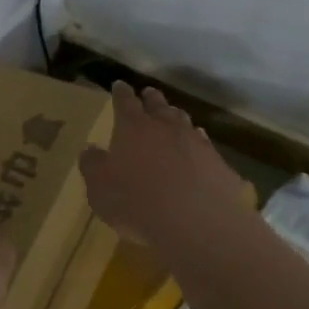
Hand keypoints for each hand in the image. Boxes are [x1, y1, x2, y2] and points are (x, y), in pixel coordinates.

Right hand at [79, 82, 246, 251]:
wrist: (196, 222)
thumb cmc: (137, 202)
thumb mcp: (100, 189)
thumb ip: (92, 165)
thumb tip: (90, 150)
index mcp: (133, 128)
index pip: (125, 101)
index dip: (121, 93)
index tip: (119, 85)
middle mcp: (166, 126)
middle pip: (158, 104)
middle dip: (151, 98)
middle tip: (148, 94)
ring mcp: (196, 142)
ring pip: (184, 121)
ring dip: (176, 117)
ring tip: (172, 117)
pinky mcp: (217, 162)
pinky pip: (205, 145)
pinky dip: (197, 143)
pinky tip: (197, 149)